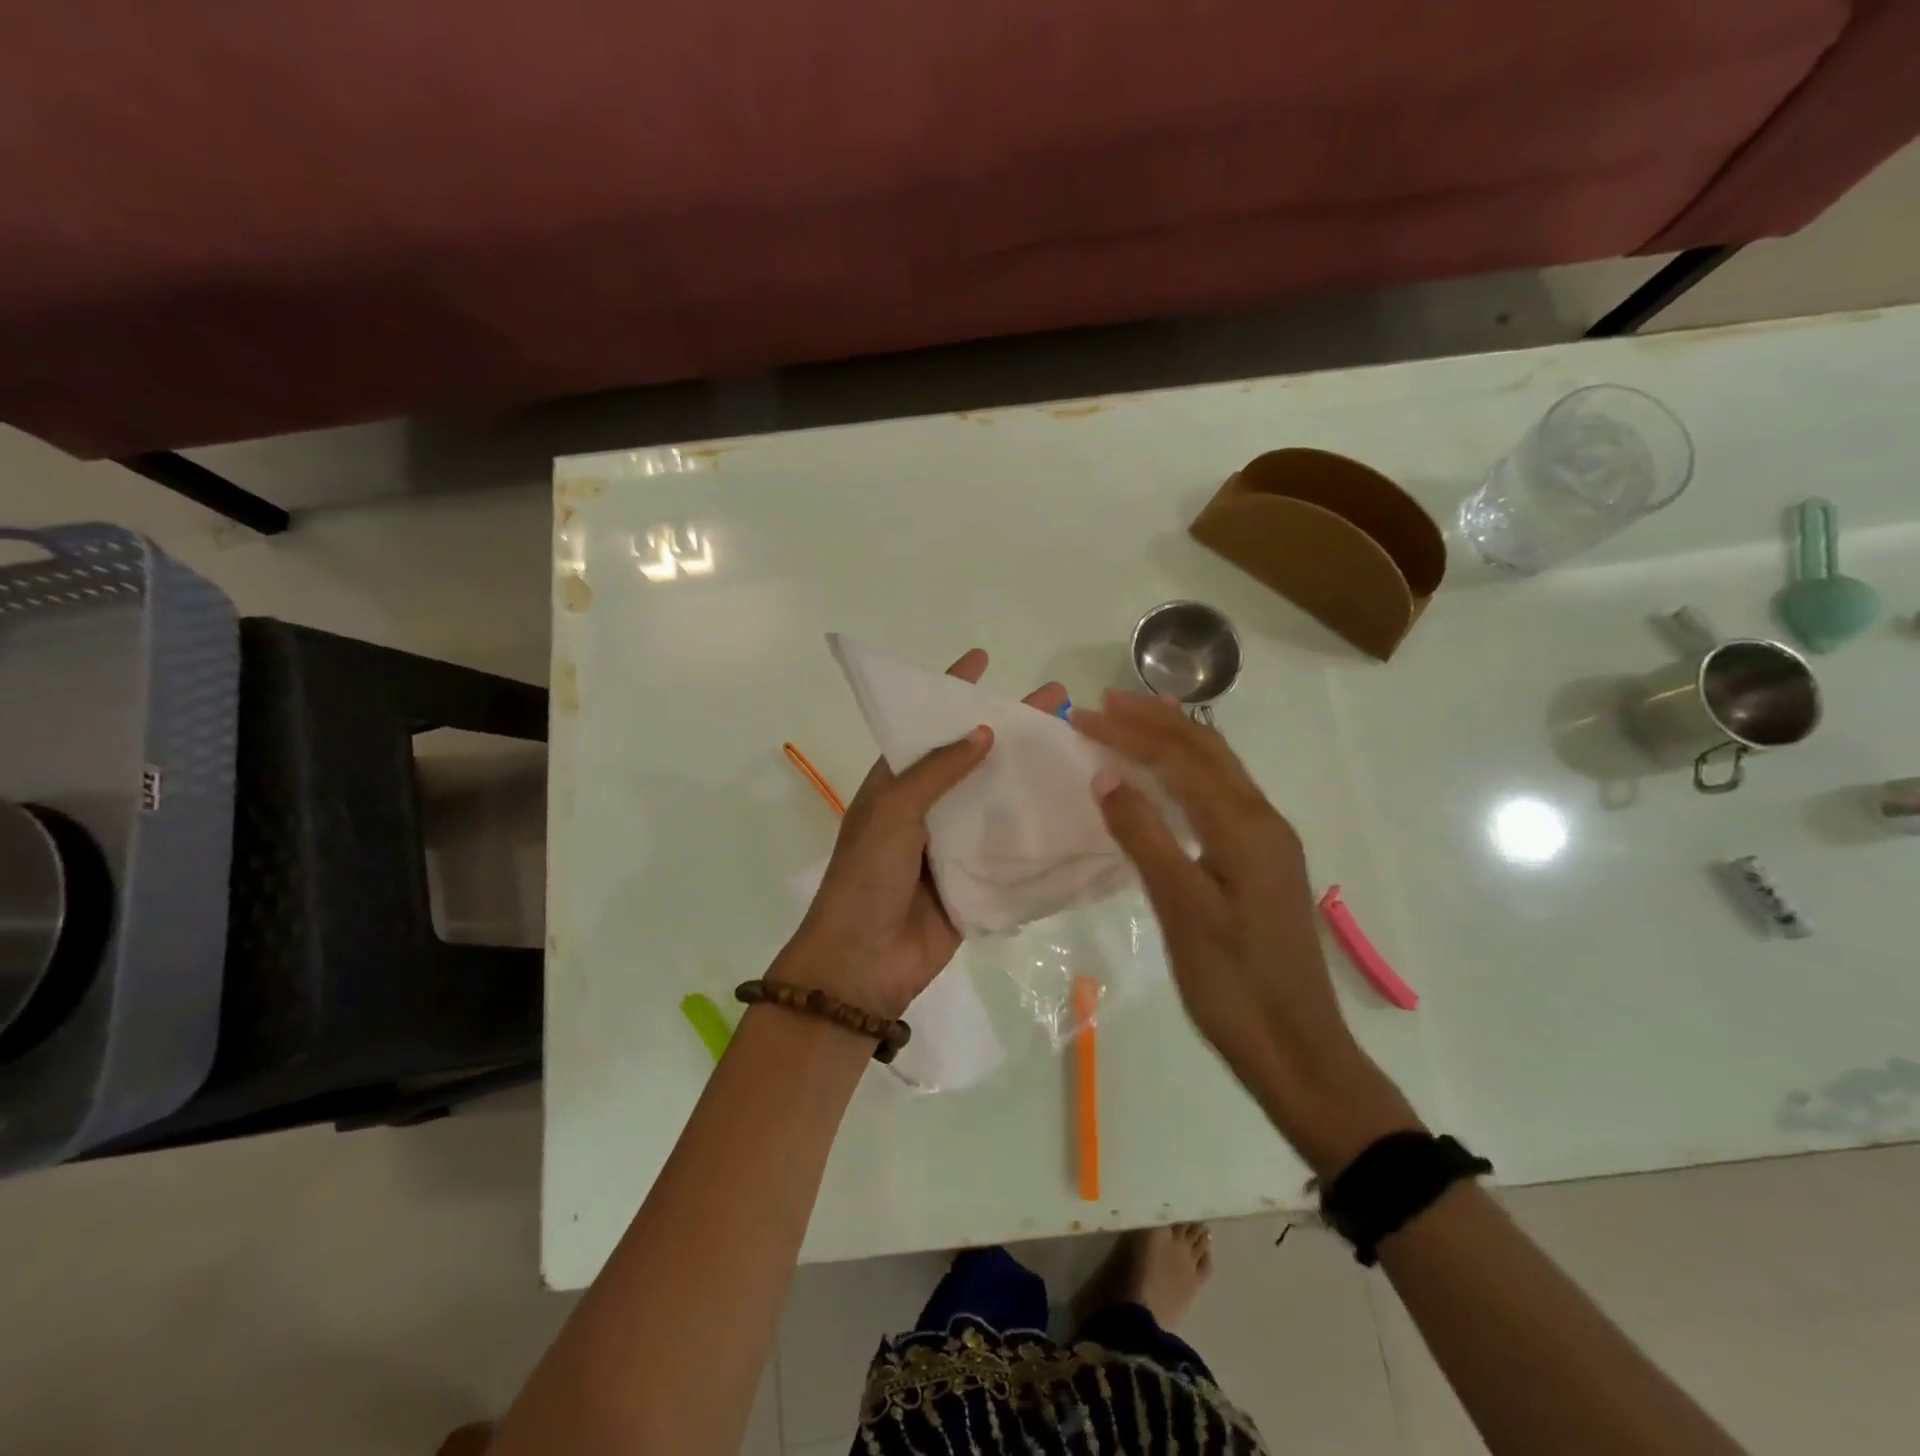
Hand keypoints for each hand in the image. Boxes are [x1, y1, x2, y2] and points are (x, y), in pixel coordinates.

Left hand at [774, 650, 1066, 1019]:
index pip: (927, 724)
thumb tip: (984, 732)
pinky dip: (1037, 828)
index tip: (984, 657)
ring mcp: (954, 842)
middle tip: (1058, 699)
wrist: (863, 964)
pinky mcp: (977, 878)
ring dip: (1030, 775)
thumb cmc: (866, 877)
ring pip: (998, 798)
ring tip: (1078, 747)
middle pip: (975, 756)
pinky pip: (1010, 846)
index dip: (952, 690)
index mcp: (898, 781)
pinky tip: (1076, 809)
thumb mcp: (892, 811)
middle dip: (1012, 726)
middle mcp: (928, 805)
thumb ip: (937, 772)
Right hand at [1071, 691, 1418, 1173]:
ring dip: (1173, 741)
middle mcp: (1262, 820)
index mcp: (1244, 826)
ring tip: (1132, 723)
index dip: (1129, 732)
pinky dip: (1187, 774)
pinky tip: (1166, 782)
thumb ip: (1145, 837)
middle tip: (1103, 703)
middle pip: (1206, 750)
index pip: (1179, 758)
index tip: (1082, 717)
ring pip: (1218, 770)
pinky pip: (1222, 796)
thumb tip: (1107, 775)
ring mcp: (1268, 841)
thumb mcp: (1181, 909)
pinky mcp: (1263, 862)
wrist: (1297, 1047)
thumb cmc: (1233, 983)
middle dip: (1154, 720)